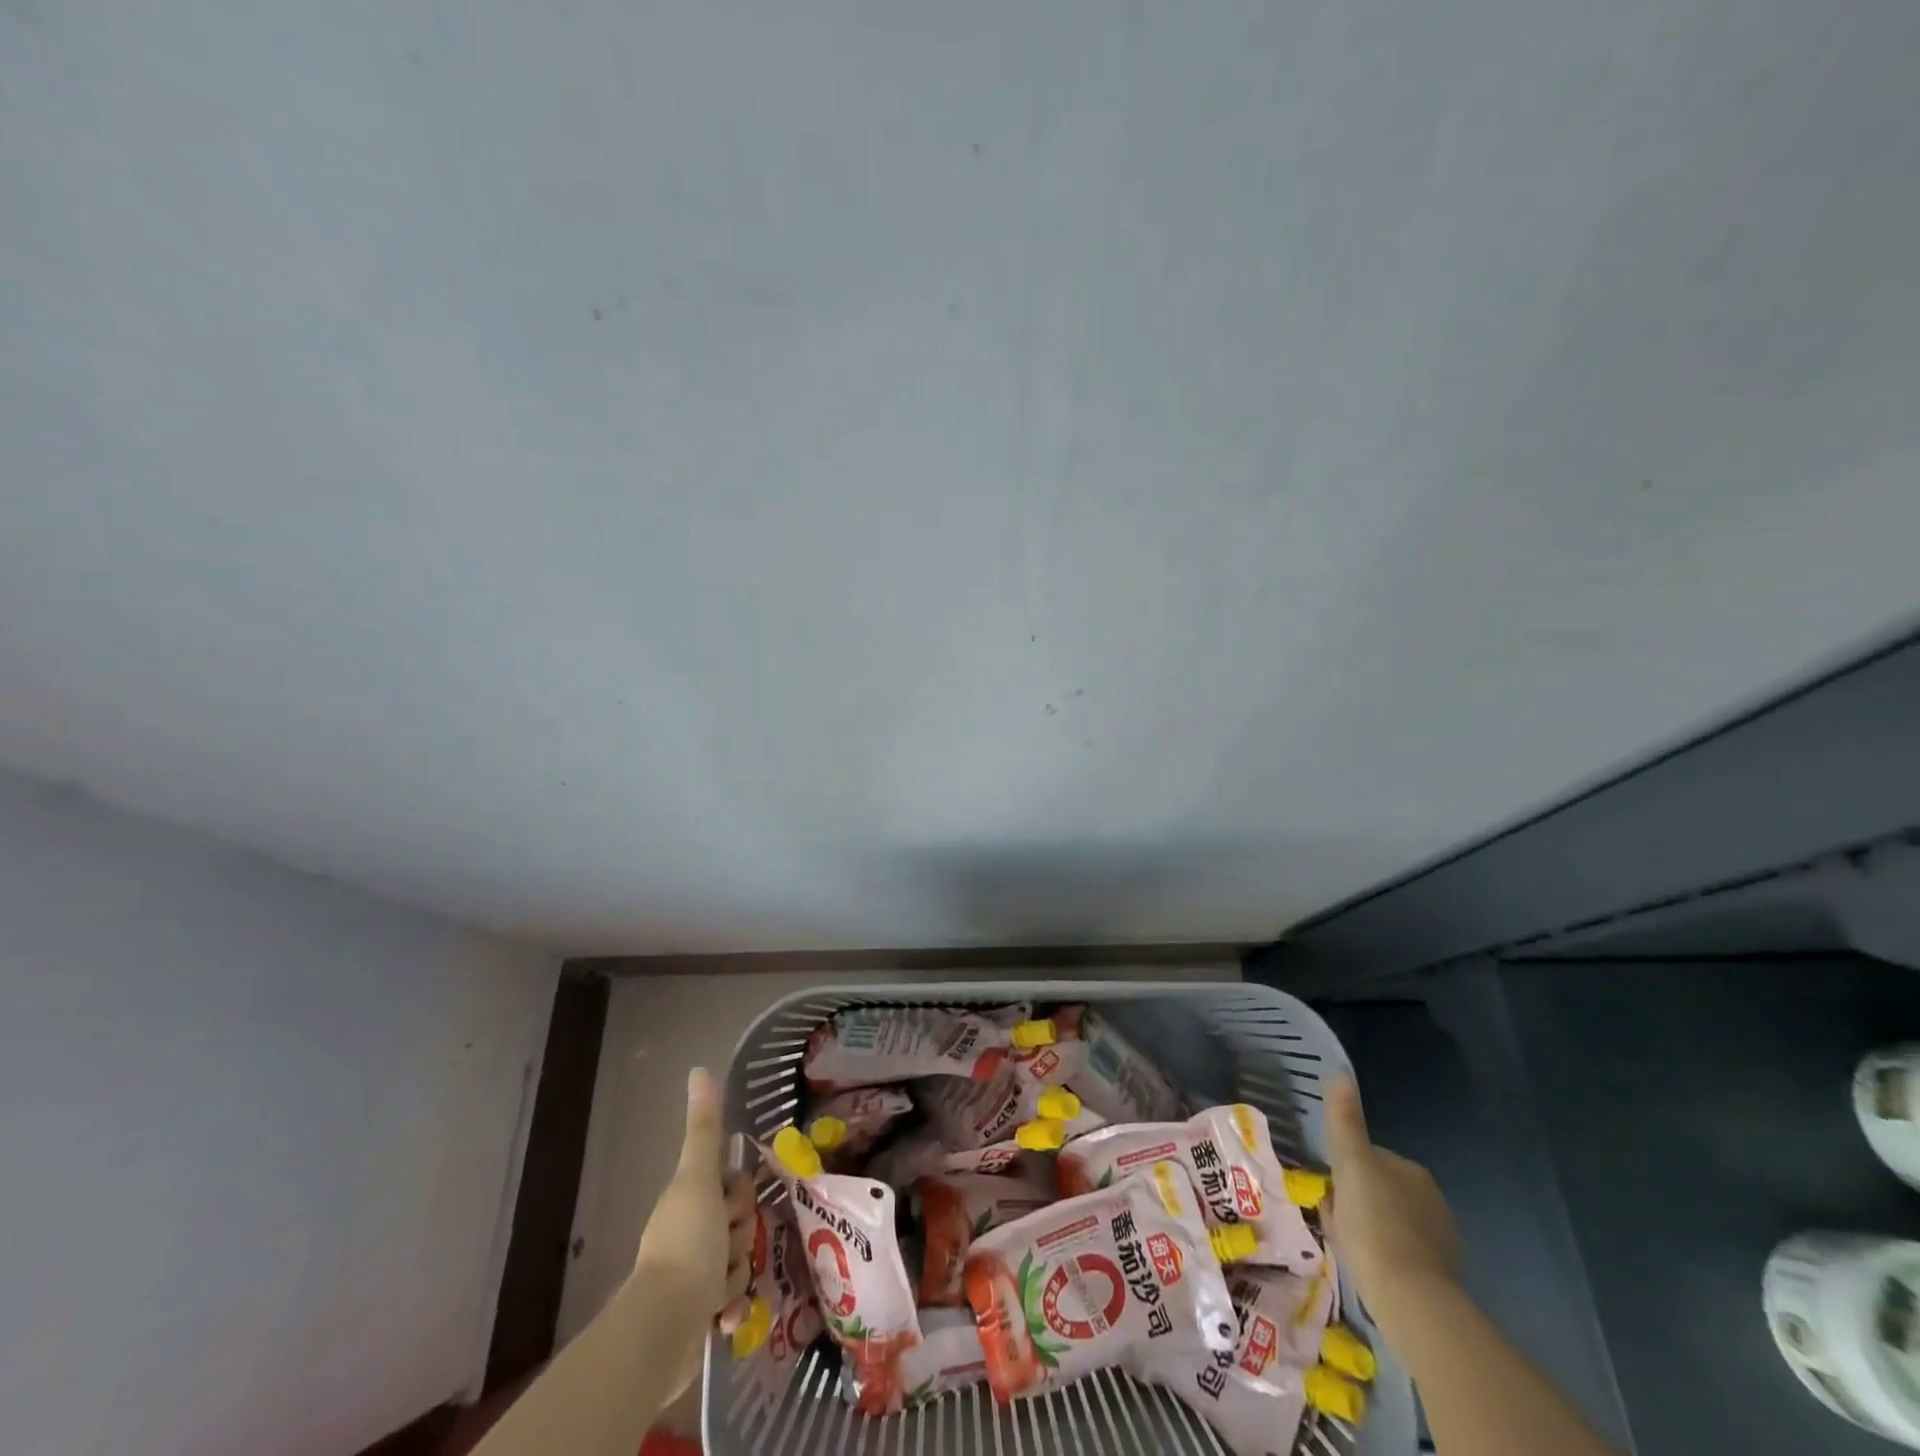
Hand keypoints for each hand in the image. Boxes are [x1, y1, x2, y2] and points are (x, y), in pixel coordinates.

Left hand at [633, 1067, 756, 1396]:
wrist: (664, 1329)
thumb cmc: (687, 1244)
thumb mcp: (699, 1179)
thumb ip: (706, 1128)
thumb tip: (699, 1069)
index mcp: (689, 1201)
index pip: (732, 1186)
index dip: (739, 1195)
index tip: (731, 1208)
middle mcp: (690, 1235)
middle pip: (739, 1224)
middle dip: (741, 1238)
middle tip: (728, 1249)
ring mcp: (693, 1278)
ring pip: (739, 1262)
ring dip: (737, 1276)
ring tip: (722, 1290)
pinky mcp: (697, 1318)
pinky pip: (732, 1303)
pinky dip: (732, 1310)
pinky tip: (725, 1318)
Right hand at [1324, 1074, 1460, 1334]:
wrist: (1411, 1299)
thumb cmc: (1374, 1223)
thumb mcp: (1351, 1163)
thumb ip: (1345, 1120)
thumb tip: (1340, 1072)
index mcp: (1411, 1170)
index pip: (1368, 1157)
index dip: (1343, 1168)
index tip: (1327, 1186)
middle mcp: (1432, 1199)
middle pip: (1378, 1189)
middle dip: (1355, 1200)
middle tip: (1332, 1217)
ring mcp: (1439, 1239)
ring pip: (1387, 1221)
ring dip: (1367, 1227)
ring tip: (1347, 1245)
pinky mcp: (1439, 1275)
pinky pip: (1398, 1252)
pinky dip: (1382, 1254)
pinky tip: (1367, 1267)